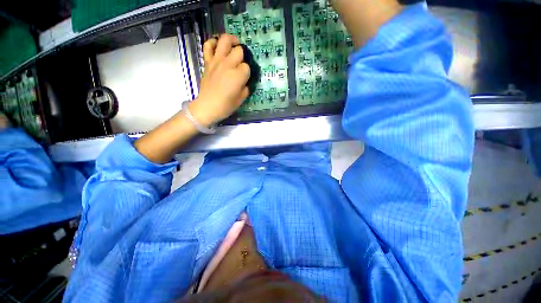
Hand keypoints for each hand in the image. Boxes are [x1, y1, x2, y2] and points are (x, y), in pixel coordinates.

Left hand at [190, 34, 249, 125]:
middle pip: (239, 51)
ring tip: (235, 45)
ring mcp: (216, 61)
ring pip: (225, 40)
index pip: (247, 67)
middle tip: (242, 62)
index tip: (246, 77)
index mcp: (237, 76)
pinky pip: (208, 45)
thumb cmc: (225, 106)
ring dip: (232, 40)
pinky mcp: (207, 62)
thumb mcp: (241, 99)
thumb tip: (245, 81)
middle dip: (243, 56)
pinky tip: (218, 46)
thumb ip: (246, 88)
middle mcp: (228, 65)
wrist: (207, 106)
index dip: (248, 72)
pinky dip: (213, 42)